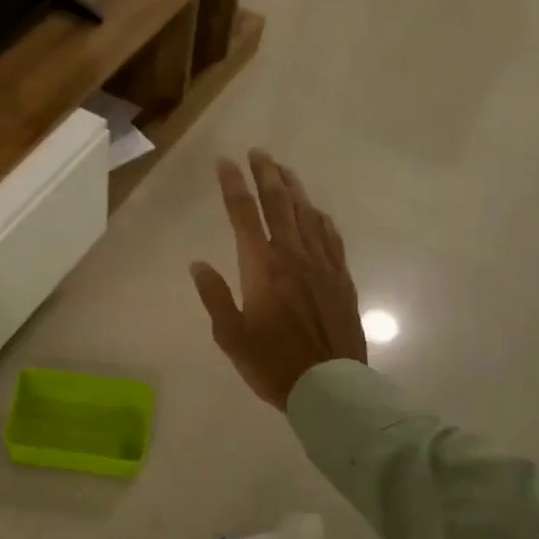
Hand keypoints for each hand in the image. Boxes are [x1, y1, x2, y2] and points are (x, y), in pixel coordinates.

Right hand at [190, 150, 366, 408]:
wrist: (329, 386)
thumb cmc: (272, 364)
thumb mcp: (230, 336)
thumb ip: (214, 296)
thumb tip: (198, 264)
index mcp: (262, 268)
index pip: (244, 215)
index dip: (233, 186)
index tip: (225, 162)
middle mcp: (293, 256)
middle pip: (279, 204)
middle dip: (266, 174)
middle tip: (258, 152)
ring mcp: (321, 265)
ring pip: (307, 214)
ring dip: (294, 189)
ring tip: (283, 170)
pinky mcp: (341, 278)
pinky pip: (330, 237)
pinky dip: (319, 218)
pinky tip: (315, 211)